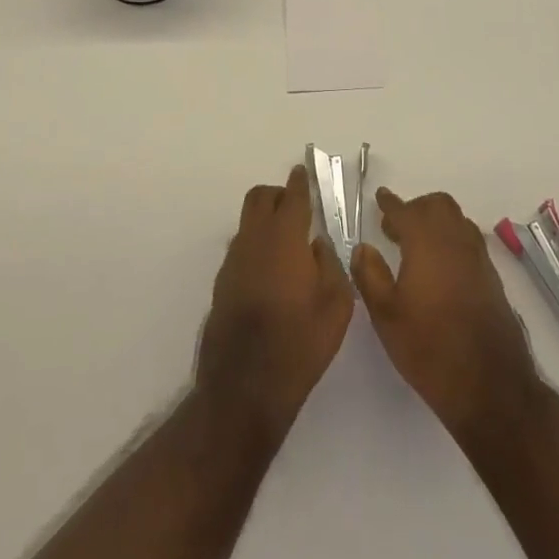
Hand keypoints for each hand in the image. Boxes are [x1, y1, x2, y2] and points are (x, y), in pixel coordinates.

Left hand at [195, 166, 354, 444]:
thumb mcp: (336, 304)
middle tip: (297, 206)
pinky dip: (256, 246)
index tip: (304, 173)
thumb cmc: (300, 342)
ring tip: (288, 245)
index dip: (300, 182)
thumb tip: (318, 245)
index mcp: (284, 237)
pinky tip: (271, 273)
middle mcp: (254, 240)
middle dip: (278, 194)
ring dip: (266, 221)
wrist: (245, 385)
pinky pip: (241, 249)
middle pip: (260, 198)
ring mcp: (233, 261)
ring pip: (248, 223)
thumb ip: (330, 264)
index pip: (292, 197)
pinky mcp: (222, 283)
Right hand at [352, 188, 540, 442]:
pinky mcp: (492, 277)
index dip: (390, 203)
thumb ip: (370, 275)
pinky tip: (439, 266)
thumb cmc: (429, 348)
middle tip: (395, 227)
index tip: (380, 197)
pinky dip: (452, 239)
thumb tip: (362, 248)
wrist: (490, 385)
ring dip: (436, 221)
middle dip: (415, 208)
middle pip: (438, 205)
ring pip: (457, 220)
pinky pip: (469, 241)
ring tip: (416, 245)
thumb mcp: (386, 316)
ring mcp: (478, 258)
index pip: (405, 211)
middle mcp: (456, 241)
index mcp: (426, 242)